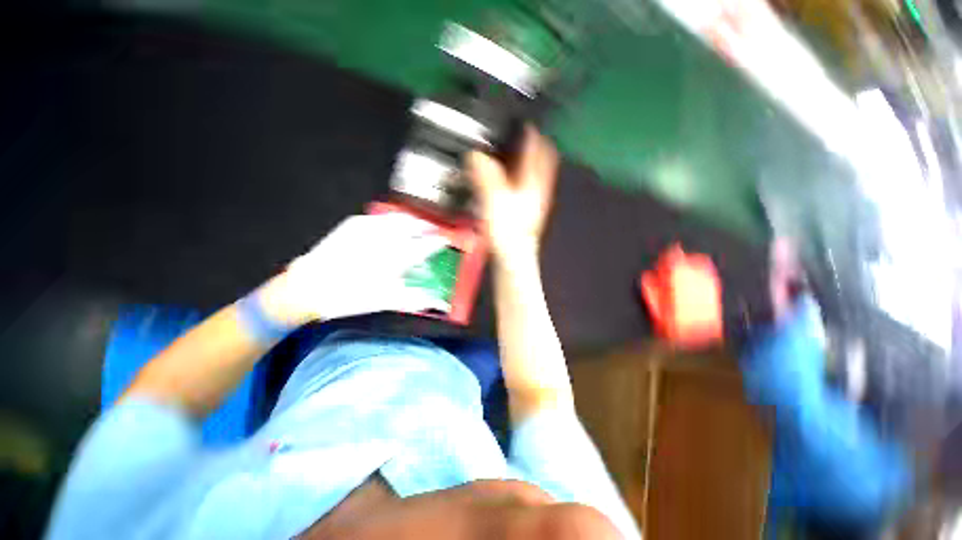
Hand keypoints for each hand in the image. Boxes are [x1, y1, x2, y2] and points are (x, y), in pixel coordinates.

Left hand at [258, 213, 450, 325]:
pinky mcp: (355, 223)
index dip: (439, 241)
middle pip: (415, 225)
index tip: (445, 241)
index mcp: (396, 257)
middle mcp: (385, 237)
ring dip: (413, 221)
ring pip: (399, 217)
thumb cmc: (350, 297)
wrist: (308, 286)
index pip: (426, 244)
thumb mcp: (385, 301)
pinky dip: (393, 220)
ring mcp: (369, 226)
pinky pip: (381, 217)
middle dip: (428, 227)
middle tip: (434, 232)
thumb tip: (437, 302)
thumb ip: (415, 298)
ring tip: (418, 226)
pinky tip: (393, 226)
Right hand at [467, 126, 558, 261]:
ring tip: (517, 152)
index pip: (539, 149)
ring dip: (529, 160)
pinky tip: (512, 180)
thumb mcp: (494, 199)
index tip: (523, 122)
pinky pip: (529, 187)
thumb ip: (485, 175)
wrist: (513, 256)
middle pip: (543, 159)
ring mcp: (536, 200)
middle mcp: (539, 188)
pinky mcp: (529, 210)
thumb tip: (476, 155)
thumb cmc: (507, 229)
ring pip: (537, 173)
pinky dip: (523, 177)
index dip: (532, 133)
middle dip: (535, 145)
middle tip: (523, 134)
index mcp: (533, 182)